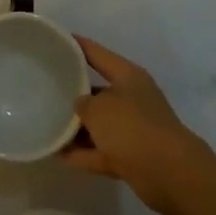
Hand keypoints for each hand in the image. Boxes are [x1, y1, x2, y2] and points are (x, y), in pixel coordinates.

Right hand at [62, 37, 213, 214]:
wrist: (170, 174)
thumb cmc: (132, 127)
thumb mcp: (98, 108)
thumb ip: (82, 104)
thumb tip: (80, 107)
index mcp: (127, 76)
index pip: (96, 54)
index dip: (76, 45)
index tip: (56, 40)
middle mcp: (131, 98)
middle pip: (97, 91)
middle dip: (73, 92)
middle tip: (44, 89)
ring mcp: (132, 129)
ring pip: (98, 124)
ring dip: (76, 128)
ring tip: (46, 124)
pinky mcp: (130, 157)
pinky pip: (99, 151)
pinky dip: (82, 153)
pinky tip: (57, 154)